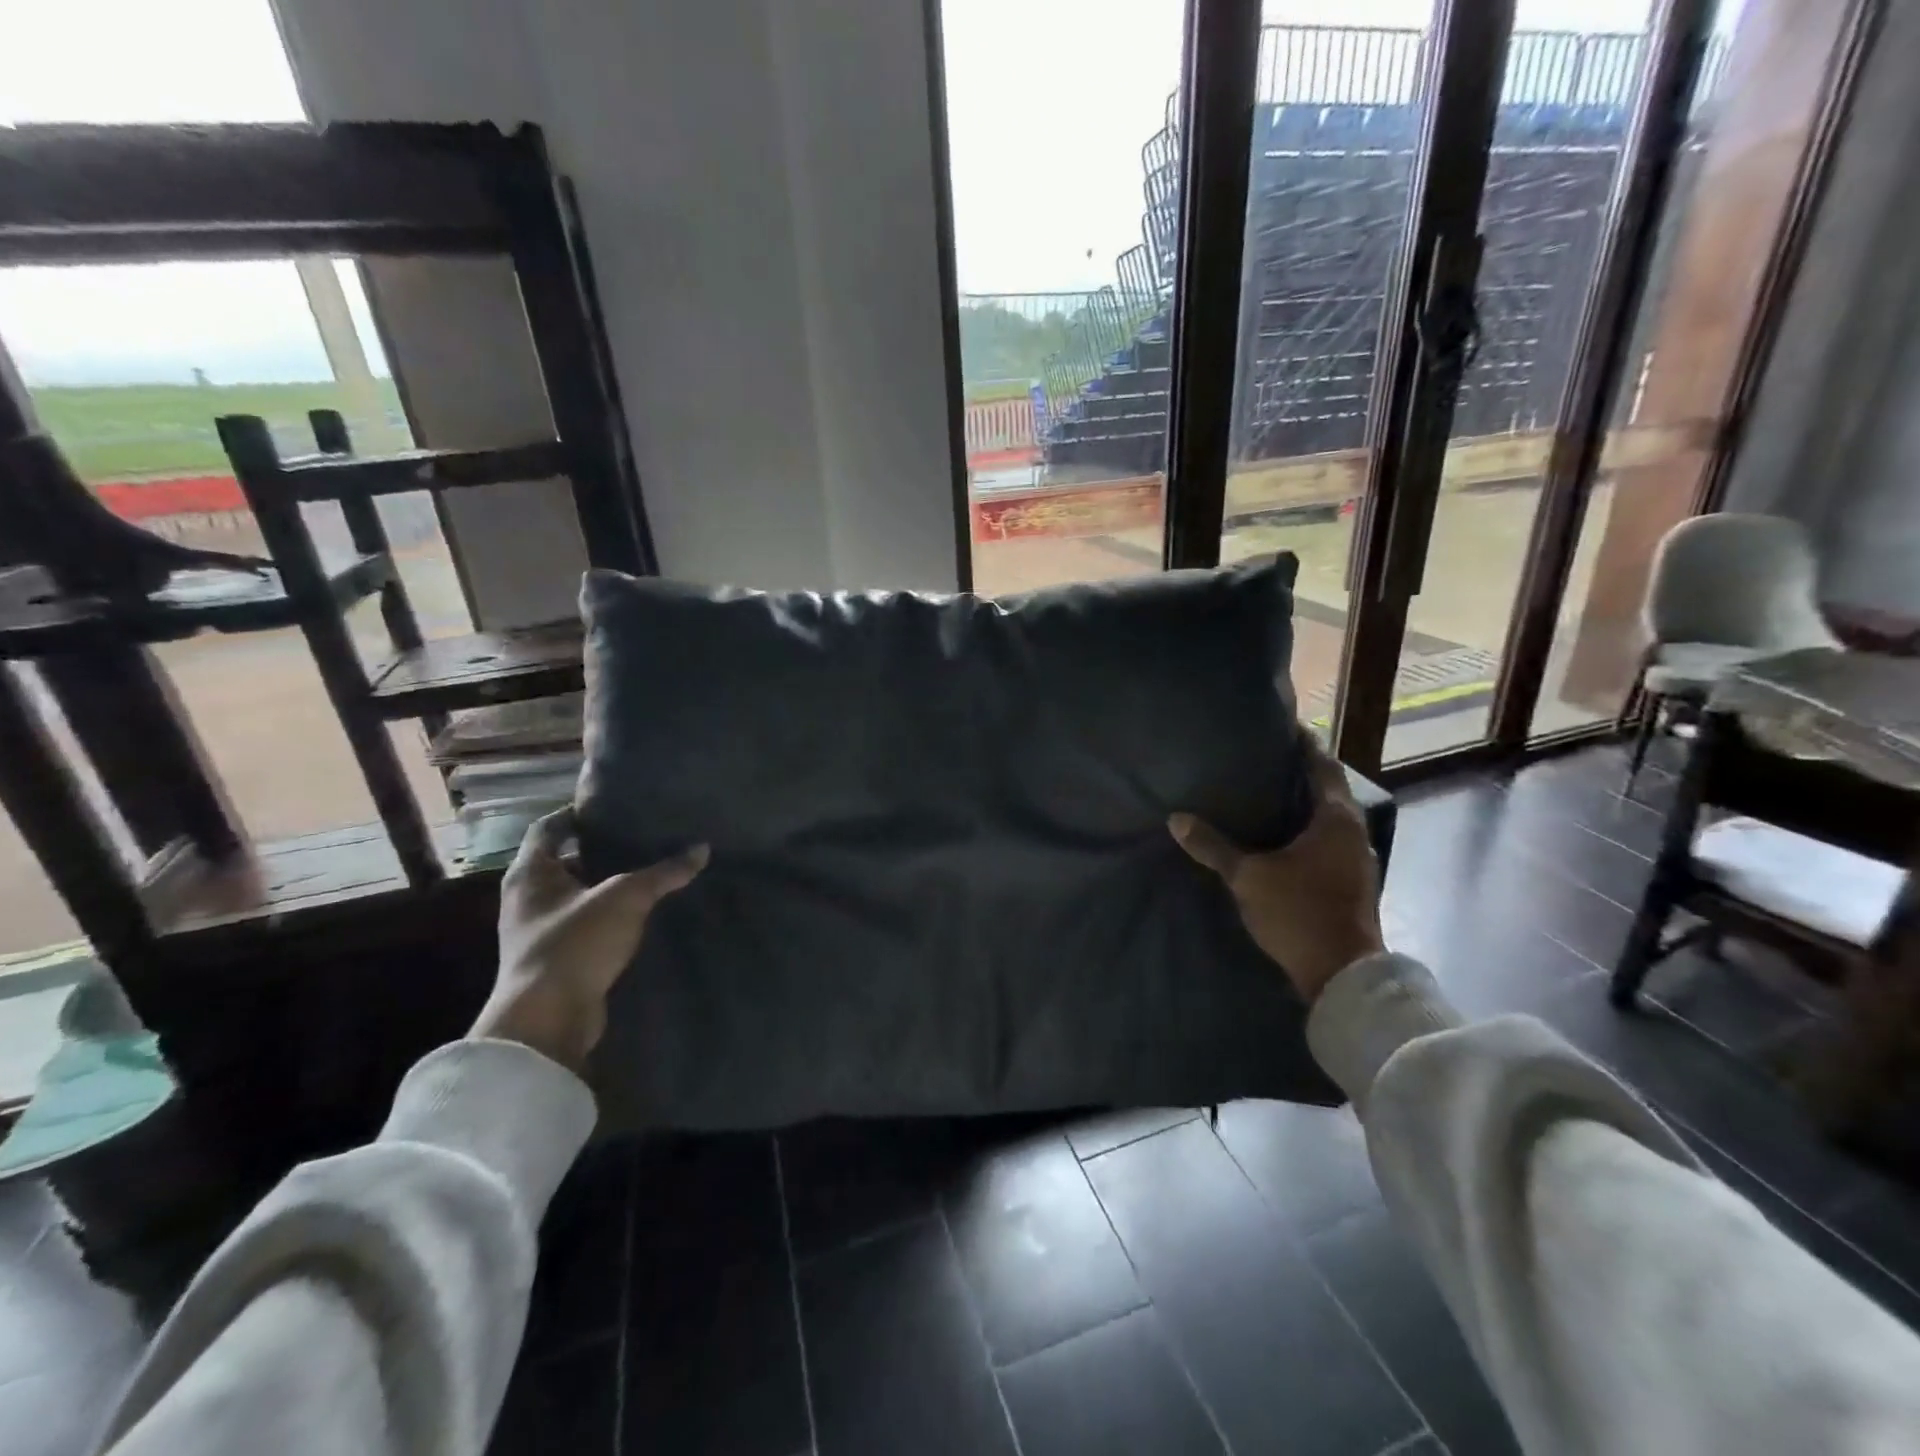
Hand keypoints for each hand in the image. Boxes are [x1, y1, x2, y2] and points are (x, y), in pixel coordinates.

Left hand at [472, 808, 707, 1073]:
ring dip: (605, 885)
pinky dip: (608, 915)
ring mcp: (539, 931)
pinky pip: (585, 924)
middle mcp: (527, 898)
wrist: (548, 1019)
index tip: (609, 807)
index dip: (575, 813)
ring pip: (576, 895)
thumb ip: (663, 872)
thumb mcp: (625, 898)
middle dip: (597, 849)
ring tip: (647, 870)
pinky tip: (641, 912)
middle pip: (562, 861)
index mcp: (530, 873)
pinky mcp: (556, 958)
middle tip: (638, 836)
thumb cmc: (575, 943)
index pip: (548, 828)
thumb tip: (702, 849)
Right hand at [1169, 734, 1383, 1002]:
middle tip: (1263, 762)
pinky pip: (1328, 843)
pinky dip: (1307, 833)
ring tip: (1267, 797)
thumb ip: (1213, 847)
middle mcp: (1354, 833)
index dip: (1305, 744)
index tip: (1284, 727)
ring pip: (1329, 819)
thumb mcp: (1248, 877)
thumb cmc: (1298, 912)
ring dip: (1303, 807)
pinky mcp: (1352, 884)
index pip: (1322, 765)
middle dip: (1299, 775)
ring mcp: (1357, 861)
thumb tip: (1177, 819)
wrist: (1342, 976)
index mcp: (1336, 819)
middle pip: (1328, 791)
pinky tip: (1281, 840)